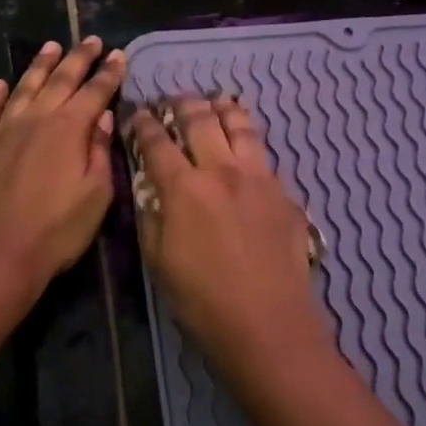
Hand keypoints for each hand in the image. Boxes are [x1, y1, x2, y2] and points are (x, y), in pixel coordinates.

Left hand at [0, 38, 124, 289]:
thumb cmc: (58, 230)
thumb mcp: (96, 195)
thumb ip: (100, 151)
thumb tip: (103, 116)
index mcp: (69, 130)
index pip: (94, 92)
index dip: (109, 73)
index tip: (119, 55)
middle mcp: (36, 120)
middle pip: (60, 81)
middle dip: (78, 58)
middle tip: (92, 40)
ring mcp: (4, 132)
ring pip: (24, 88)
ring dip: (40, 66)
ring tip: (51, 46)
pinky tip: (0, 83)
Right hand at [128, 97, 326, 372]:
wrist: (268, 326)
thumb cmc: (202, 301)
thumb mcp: (158, 261)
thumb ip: (152, 216)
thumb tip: (152, 188)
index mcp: (185, 188)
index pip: (158, 142)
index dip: (145, 124)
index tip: (139, 114)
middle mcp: (222, 171)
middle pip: (201, 120)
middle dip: (183, 104)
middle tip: (174, 100)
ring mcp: (260, 179)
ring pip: (241, 126)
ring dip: (223, 109)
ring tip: (216, 102)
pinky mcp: (286, 194)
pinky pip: (265, 155)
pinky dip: (250, 141)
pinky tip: (247, 146)